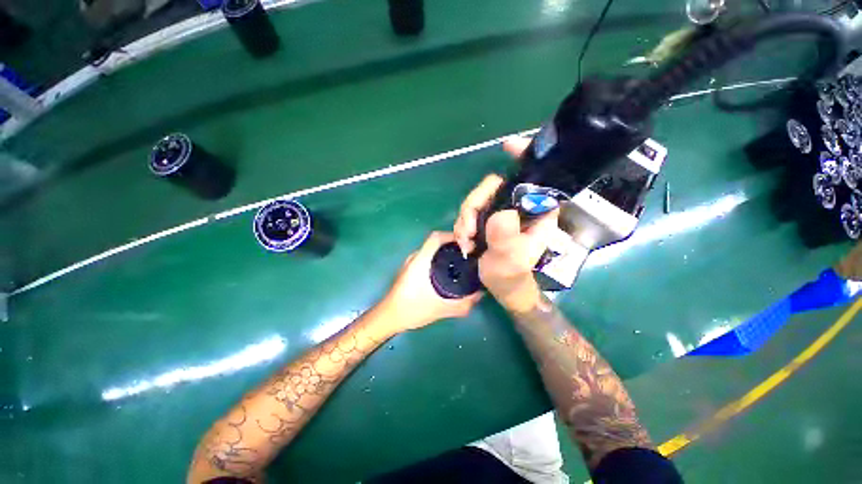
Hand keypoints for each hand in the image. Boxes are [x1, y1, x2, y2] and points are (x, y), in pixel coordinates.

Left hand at [379, 232, 482, 332]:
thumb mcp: (441, 309)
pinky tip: (447, 273)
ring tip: (461, 262)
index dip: (452, 236)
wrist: (388, 317)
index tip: (467, 243)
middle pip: (435, 242)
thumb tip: (480, 294)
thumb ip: (463, 304)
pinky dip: (438, 260)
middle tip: (469, 254)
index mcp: (421, 260)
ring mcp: (411, 263)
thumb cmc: (412, 309)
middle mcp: (415, 257)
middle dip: (453, 245)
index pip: (436, 237)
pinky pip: (427, 258)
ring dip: (445, 253)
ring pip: (431, 250)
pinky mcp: (410, 269)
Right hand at [453, 136, 559, 312]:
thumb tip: (500, 213)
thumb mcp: (509, 261)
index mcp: (536, 213)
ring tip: (465, 241)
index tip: (507, 147)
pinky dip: (462, 224)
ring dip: (465, 219)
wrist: (500, 288)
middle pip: (494, 187)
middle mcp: (519, 208)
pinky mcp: (488, 219)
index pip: (535, 178)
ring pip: (478, 199)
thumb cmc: (511, 277)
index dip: (524, 158)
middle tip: (467, 230)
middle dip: (474, 205)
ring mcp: (501, 212)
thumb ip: (506, 238)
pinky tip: (464, 240)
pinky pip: (470, 211)